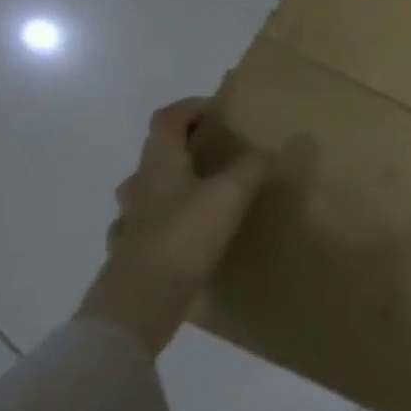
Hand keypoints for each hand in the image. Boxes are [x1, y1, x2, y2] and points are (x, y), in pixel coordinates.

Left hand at [77, 98, 269, 355]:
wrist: (140, 303)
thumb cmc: (184, 237)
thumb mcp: (230, 195)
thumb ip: (254, 168)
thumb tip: (278, 149)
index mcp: (159, 164)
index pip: (167, 119)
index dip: (190, 107)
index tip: (219, 109)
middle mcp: (140, 187)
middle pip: (157, 152)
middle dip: (186, 145)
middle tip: (219, 150)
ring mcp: (131, 222)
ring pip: (150, 190)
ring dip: (174, 183)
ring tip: (206, 192)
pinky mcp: (133, 254)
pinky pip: (149, 226)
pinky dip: (168, 222)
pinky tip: (188, 236)